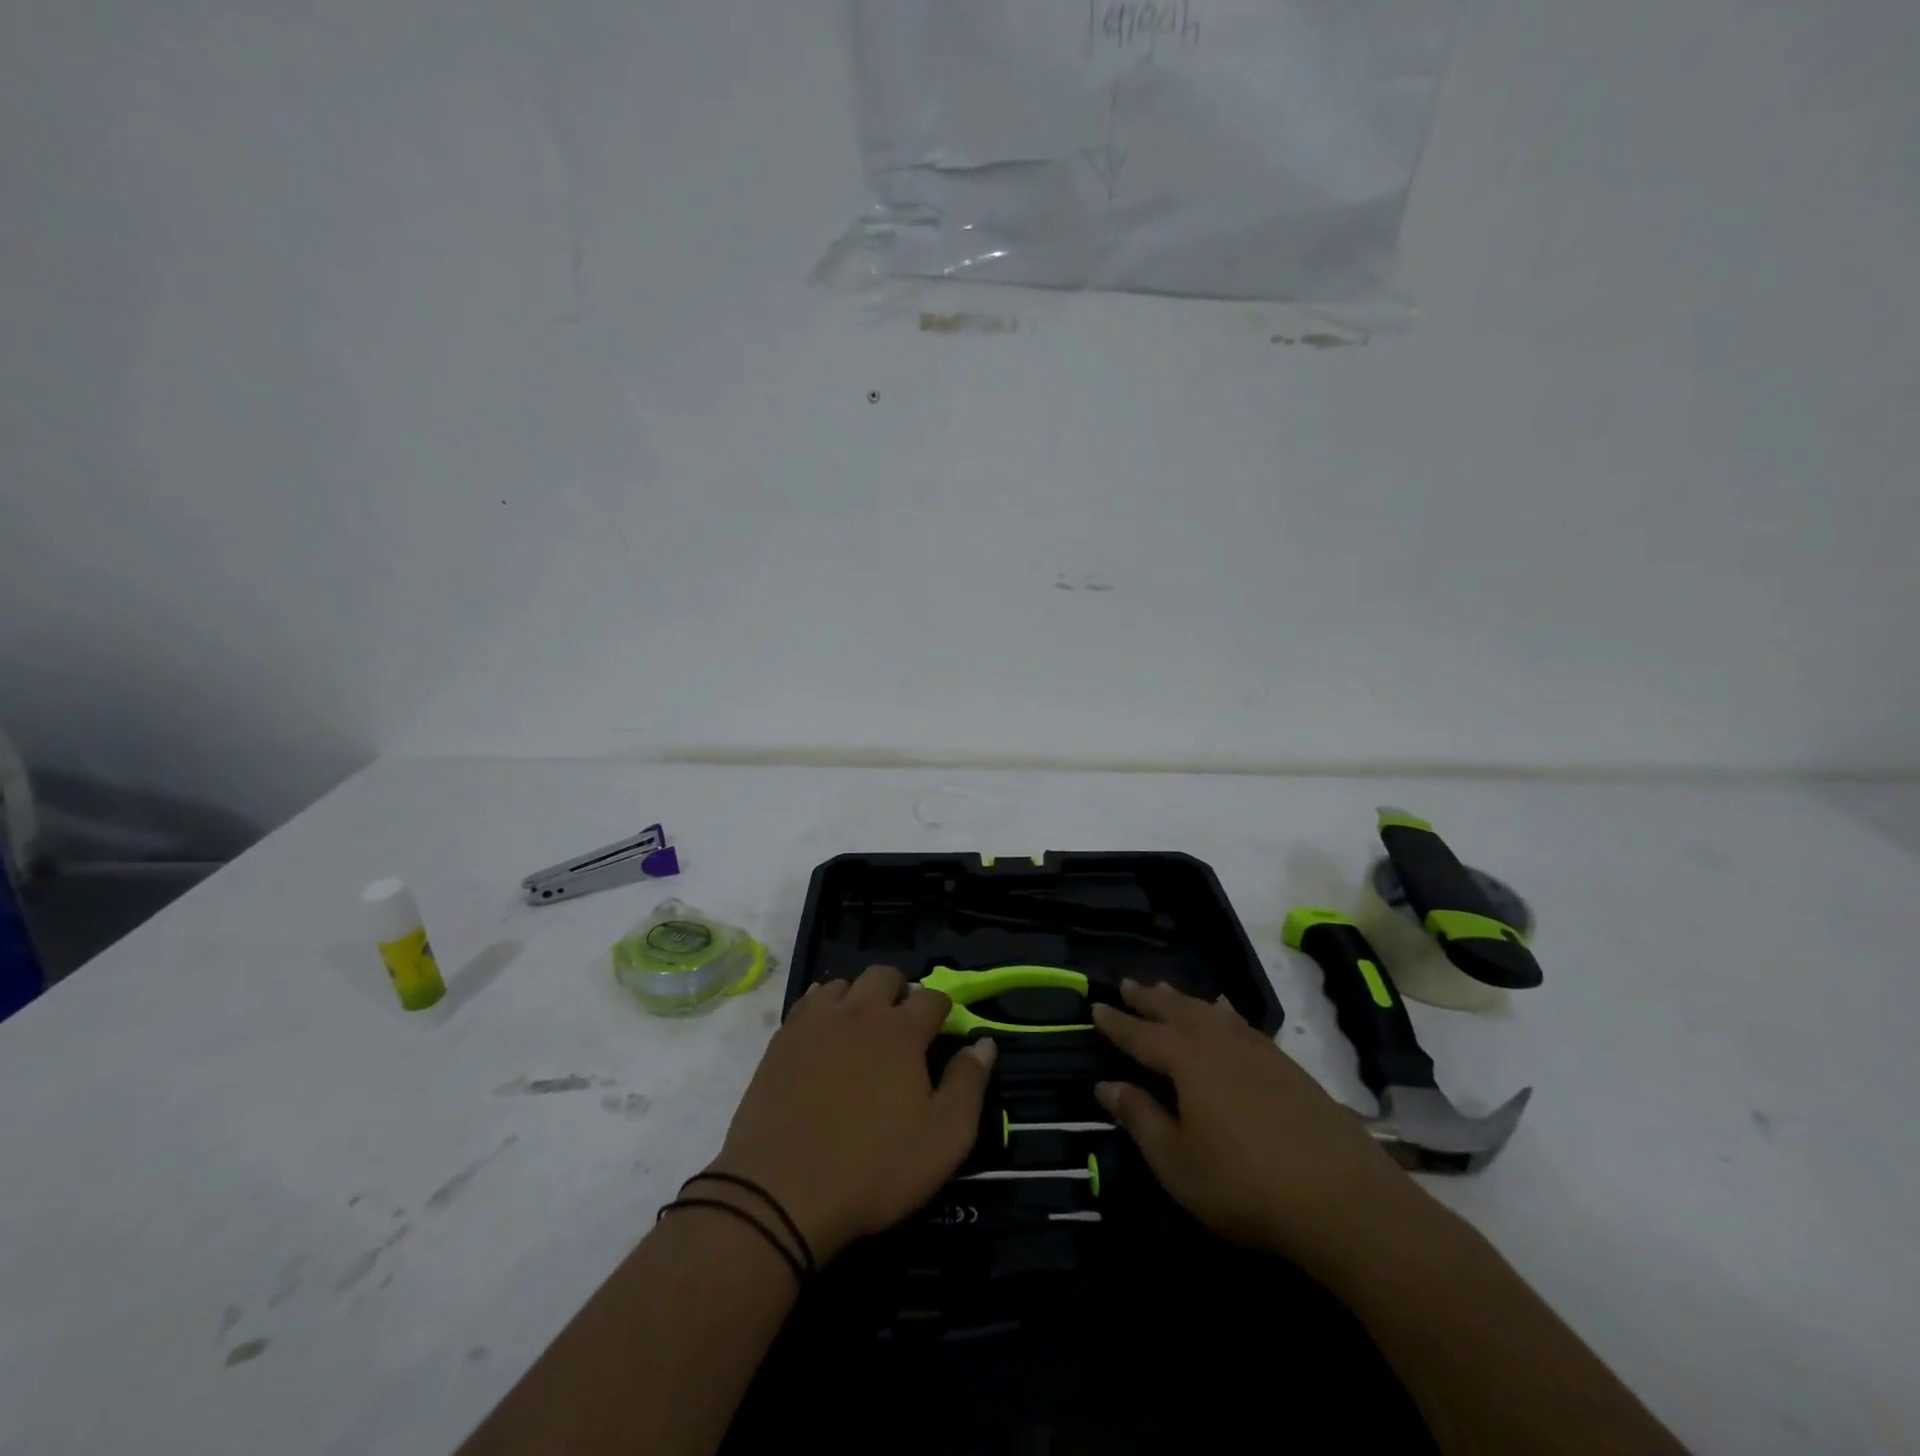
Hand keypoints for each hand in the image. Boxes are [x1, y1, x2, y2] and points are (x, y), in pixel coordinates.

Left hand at [705, 965, 995, 1264]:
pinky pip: (807, 1004)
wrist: (780, 1193)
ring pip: (843, 984)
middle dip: (901, 991)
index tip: (944, 1031)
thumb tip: (984, 1043)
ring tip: (862, 1030)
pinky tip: (824, 1036)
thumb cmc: (872, 1169)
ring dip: (859, 997)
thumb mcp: (943, 1139)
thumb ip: (968, 1084)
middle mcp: (859, 1012)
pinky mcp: (782, 1040)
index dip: (944, 1010)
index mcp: (901, 1030)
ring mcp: (815, 1022)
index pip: (932, 997)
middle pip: (885, 975)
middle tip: (903, 1027)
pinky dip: (823, 1009)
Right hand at [1092, 979, 1414, 1268]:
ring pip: (1209, 1012)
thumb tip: (1105, 1085)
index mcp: (1186, 1060)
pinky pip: (1241, 1023)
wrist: (1343, 1199)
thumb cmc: (1245, 1185)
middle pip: (1175, 1011)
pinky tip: (1224, 1011)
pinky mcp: (1286, 1065)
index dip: (1116, 1022)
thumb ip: (1140, 1119)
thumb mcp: (1177, 1163)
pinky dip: (1223, 1012)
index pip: (1141, 1034)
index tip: (1095, 1006)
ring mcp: (1256, 1050)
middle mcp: (1218, 1042)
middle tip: (1127, 984)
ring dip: (1183, 1000)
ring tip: (1165, 989)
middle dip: (1148, 999)